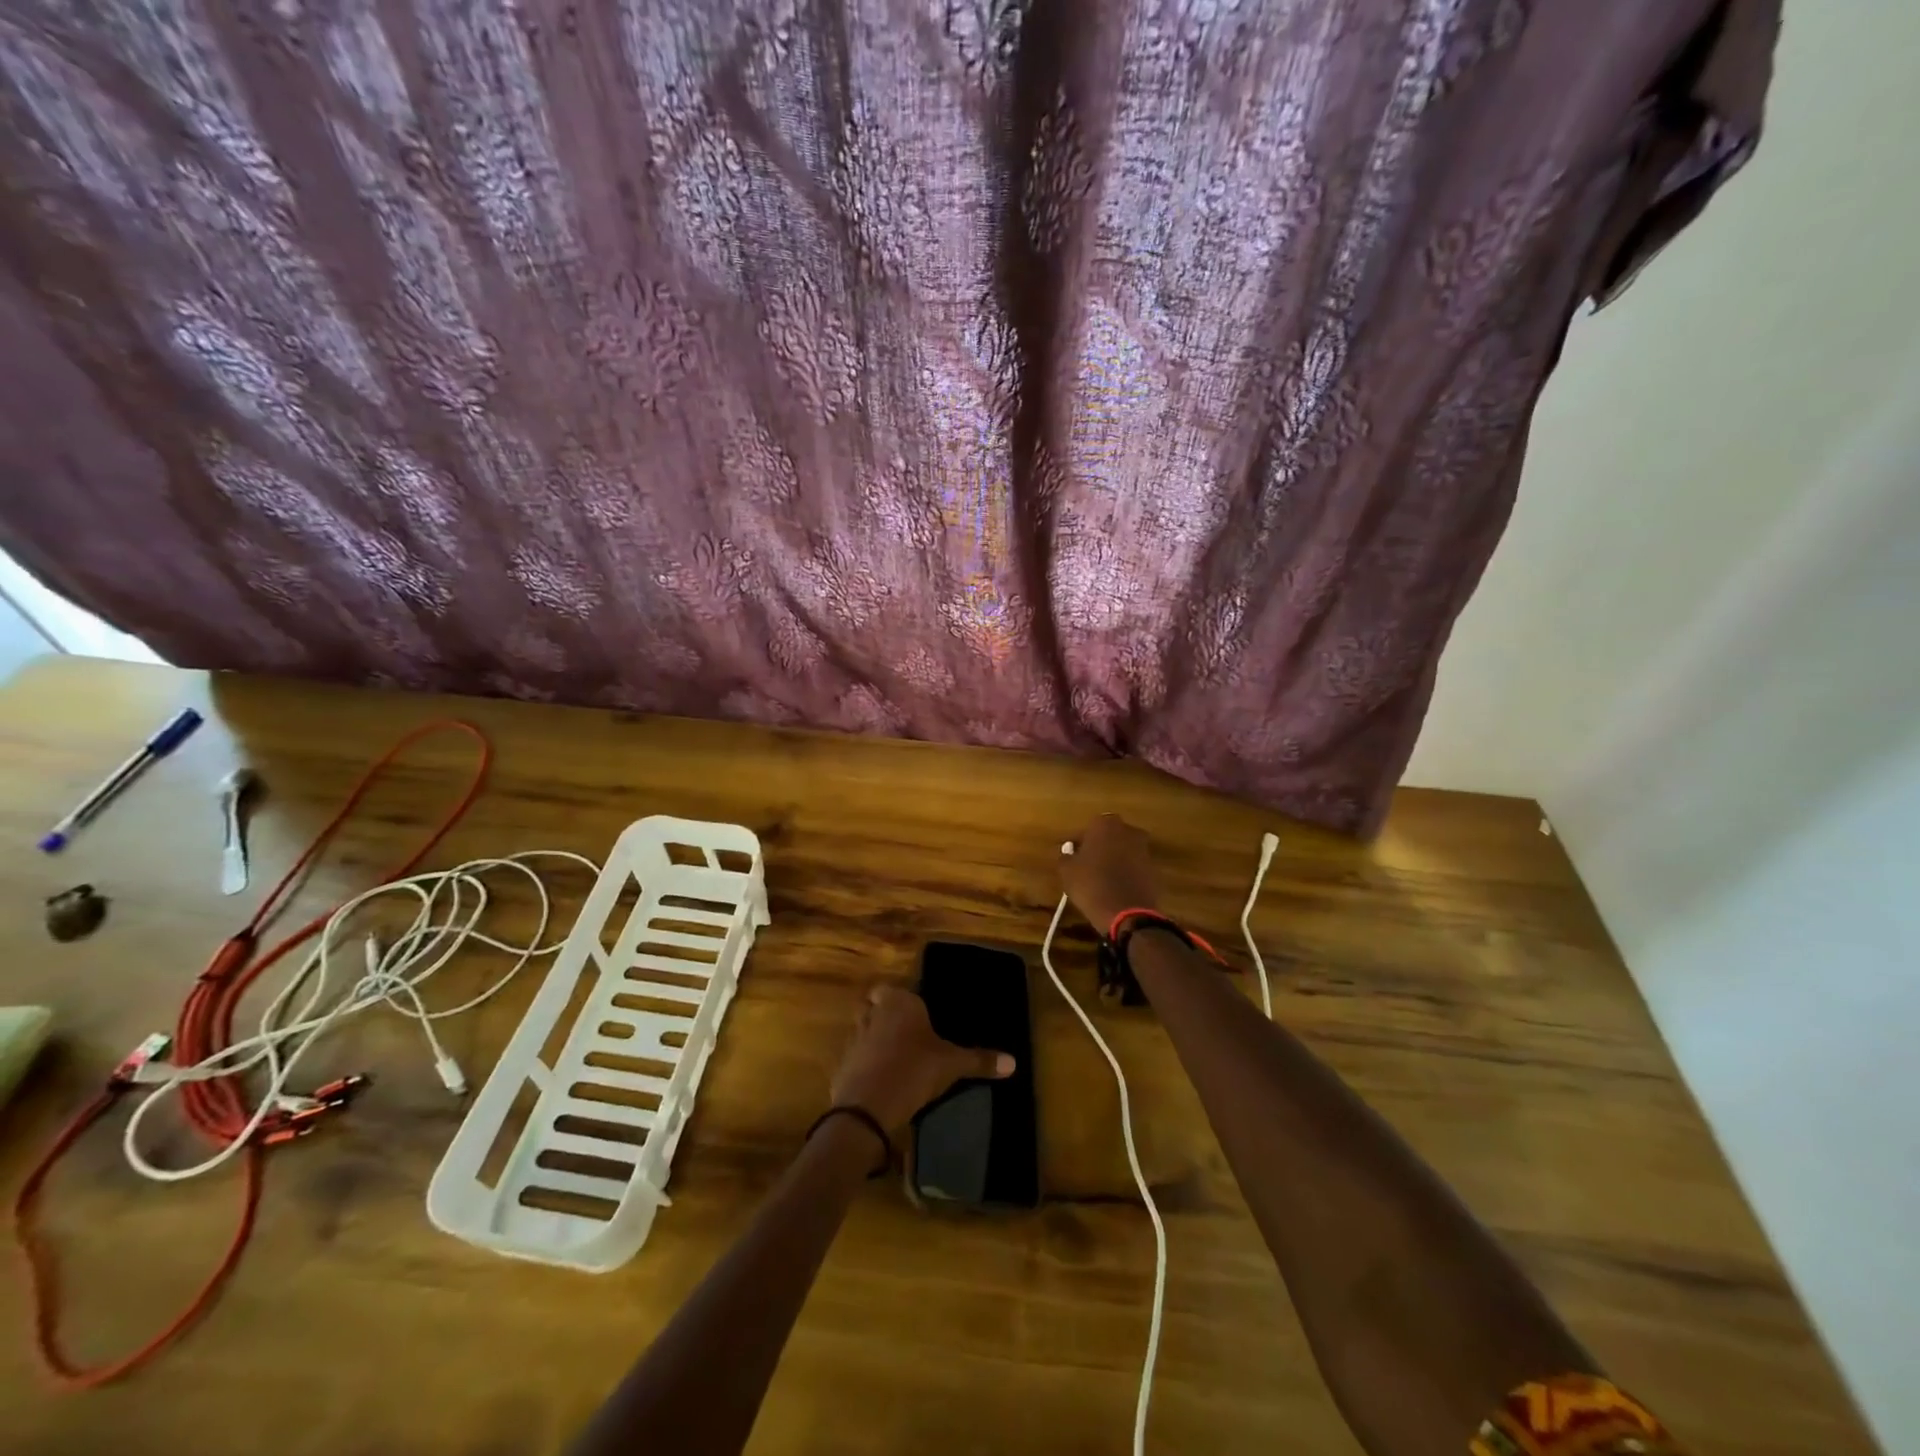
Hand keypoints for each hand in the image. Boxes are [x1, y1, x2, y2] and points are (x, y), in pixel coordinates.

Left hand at [830, 986, 1013, 1131]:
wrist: (868, 1107)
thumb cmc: (914, 1070)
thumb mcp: (951, 1065)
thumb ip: (980, 1060)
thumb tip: (1014, 1062)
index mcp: (898, 1002)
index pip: (891, 989)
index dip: (900, 999)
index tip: (915, 1015)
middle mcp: (872, 1012)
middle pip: (873, 1006)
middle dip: (884, 1016)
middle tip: (906, 1035)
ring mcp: (853, 1038)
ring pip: (862, 1030)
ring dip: (873, 1040)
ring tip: (894, 1059)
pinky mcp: (841, 1064)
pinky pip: (854, 1057)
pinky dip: (864, 1064)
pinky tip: (880, 1080)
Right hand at [1060, 813, 1160, 932]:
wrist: (1127, 913)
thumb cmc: (1091, 885)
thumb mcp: (1067, 871)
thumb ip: (1066, 856)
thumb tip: (1068, 853)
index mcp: (1105, 824)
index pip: (1087, 829)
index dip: (1078, 843)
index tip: (1072, 856)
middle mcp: (1128, 830)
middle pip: (1109, 836)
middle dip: (1099, 847)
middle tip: (1087, 865)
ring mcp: (1144, 848)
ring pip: (1124, 850)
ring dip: (1114, 859)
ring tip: (1101, 878)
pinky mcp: (1154, 868)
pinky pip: (1135, 866)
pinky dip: (1127, 872)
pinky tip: (1116, 887)